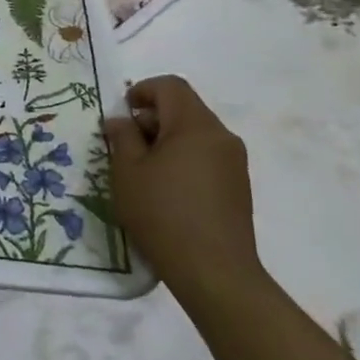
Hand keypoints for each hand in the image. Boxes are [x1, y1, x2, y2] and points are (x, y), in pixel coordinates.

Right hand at [103, 75, 260, 302]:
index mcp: (195, 125)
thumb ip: (122, 137)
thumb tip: (121, 121)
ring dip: (167, 140)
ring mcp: (235, 162)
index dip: (144, 90)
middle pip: (185, 108)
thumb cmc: (163, 214)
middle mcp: (221, 136)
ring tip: (144, 170)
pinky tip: (167, 189)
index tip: (123, 112)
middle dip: (153, 118)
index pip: (171, 86)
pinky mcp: (239, 187)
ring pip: (196, 134)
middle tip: (126, 144)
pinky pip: (207, 156)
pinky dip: (184, 159)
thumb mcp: (127, 172)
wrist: (215, 273)